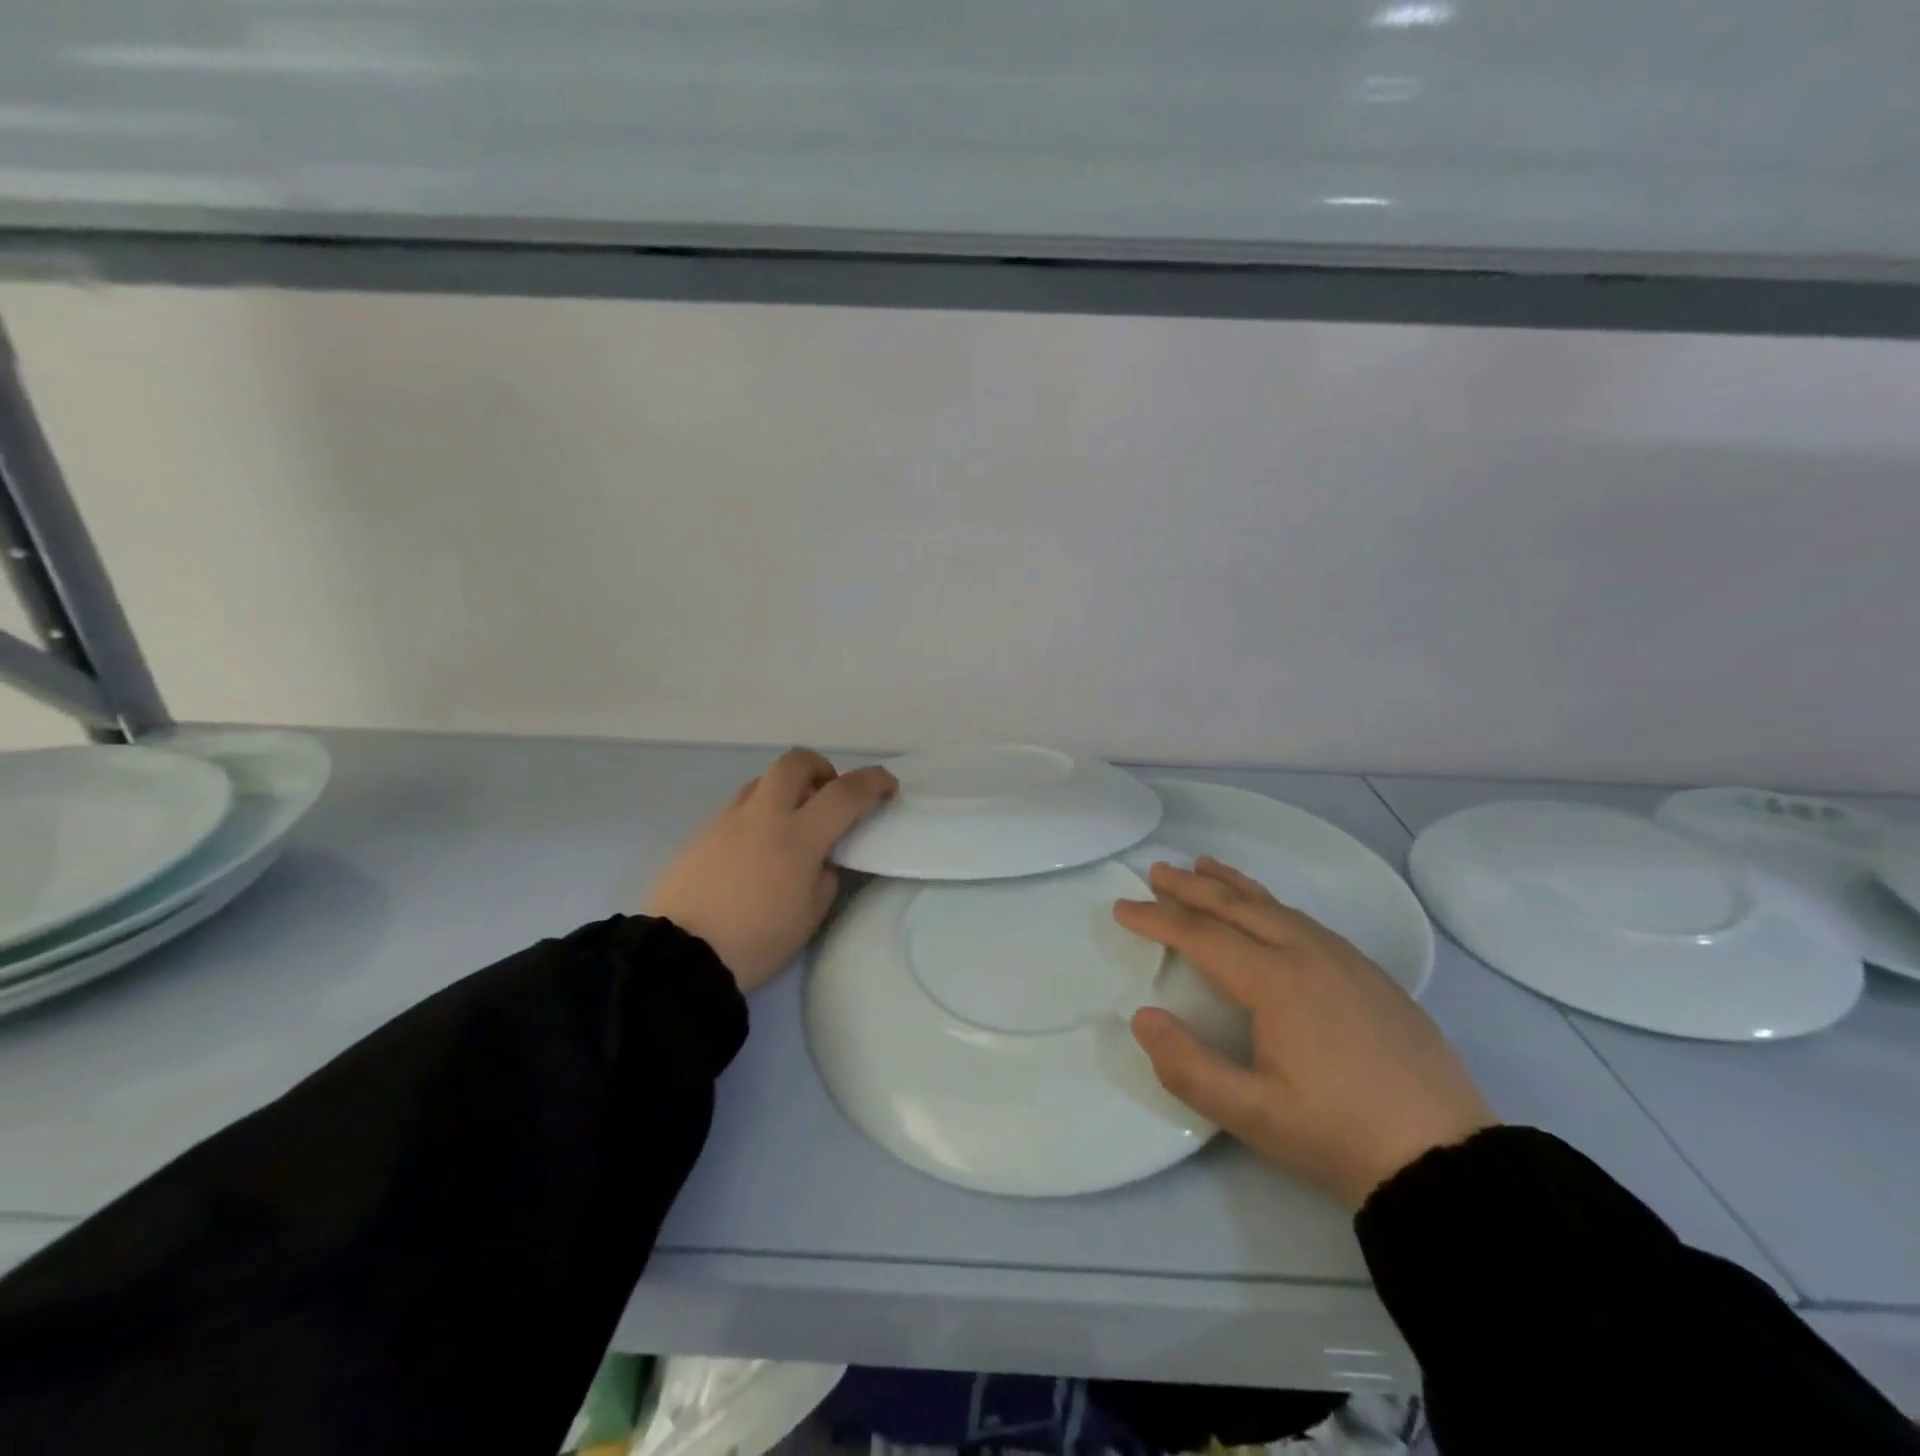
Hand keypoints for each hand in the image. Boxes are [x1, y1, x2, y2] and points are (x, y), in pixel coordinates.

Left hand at [645, 748, 896, 993]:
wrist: (680, 957)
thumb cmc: (757, 941)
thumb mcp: (811, 915)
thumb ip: (826, 874)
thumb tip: (822, 856)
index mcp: (798, 836)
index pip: (845, 793)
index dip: (873, 782)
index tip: (888, 786)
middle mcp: (763, 815)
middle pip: (796, 762)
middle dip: (822, 768)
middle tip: (829, 796)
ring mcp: (727, 820)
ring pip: (763, 781)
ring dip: (786, 790)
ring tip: (791, 824)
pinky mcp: (701, 833)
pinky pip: (739, 807)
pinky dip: (759, 814)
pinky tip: (756, 849)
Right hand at [1116, 858, 1495, 1210]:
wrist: (1446, 1159)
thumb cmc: (1339, 1135)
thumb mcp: (1251, 1114)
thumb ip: (1187, 1066)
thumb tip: (1142, 1017)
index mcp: (1277, 981)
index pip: (1202, 936)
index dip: (1158, 919)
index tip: (1122, 907)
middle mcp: (1309, 954)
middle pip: (1238, 906)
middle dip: (1192, 887)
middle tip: (1156, 870)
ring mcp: (1346, 960)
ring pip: (1276, 906)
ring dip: (1233, 886)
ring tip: (1204, 867)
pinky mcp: (1371, 974)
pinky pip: (1305, 921)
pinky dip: (1270, 904)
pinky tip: (1268, 912)